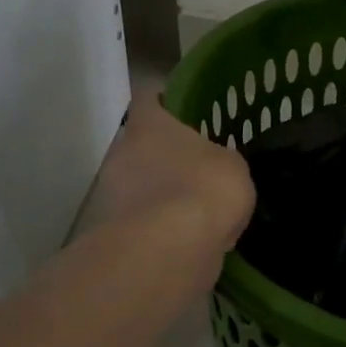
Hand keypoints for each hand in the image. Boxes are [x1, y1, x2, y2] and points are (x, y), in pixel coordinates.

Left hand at [90, 93, 254, 284]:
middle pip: (140, 144)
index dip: (164, 103)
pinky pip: (141, 219)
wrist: (171, 248)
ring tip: (192, 210)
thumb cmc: (205, 187)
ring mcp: (113, 193)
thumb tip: (215, 167)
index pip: (148, 98)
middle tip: (193, 166)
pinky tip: (185, 238)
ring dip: (159, 192)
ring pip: (138, 183)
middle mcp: (122, 151)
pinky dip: (158, 225)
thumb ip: (220, 159)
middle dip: (163, 155)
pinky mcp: (114, 230)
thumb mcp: (233, 165)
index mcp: (149, 125)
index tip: (181, 112)